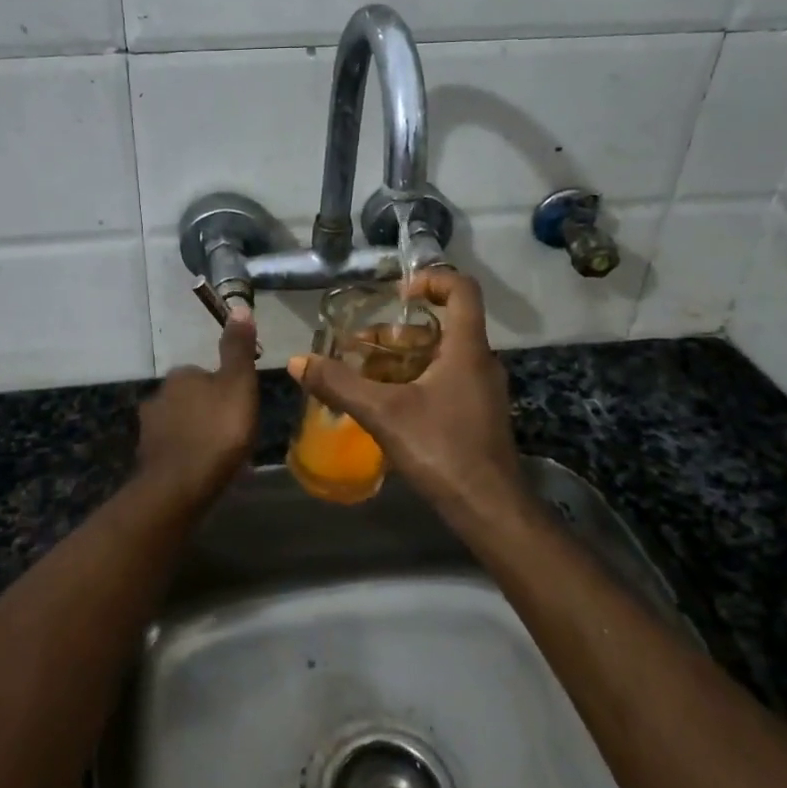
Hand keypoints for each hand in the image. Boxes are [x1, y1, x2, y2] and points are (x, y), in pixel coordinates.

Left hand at [134, 308, 258, 498]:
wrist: (179, 487)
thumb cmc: (217, 431)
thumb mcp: (238, 385)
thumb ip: (238, 349)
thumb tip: (239, 308)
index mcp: (181, 375)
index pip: (204, 373)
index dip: (224, 389)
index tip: (240, 408)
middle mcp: (158, 395)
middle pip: (191, 398)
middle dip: (208, 411)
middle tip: (232, 433)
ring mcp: (149, 428)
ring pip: (180, 424)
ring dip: (196, 433)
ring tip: (220, 455)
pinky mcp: (147, 458)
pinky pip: (173, 449)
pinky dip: (186, 455)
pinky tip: (201, 470)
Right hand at [290, 270, 522, 517]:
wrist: (489, 508)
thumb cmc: (443, 449)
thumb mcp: (383, 413)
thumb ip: (339, 385)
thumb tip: (297, 362)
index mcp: (467, 348)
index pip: (462, 290)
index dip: (431, 279)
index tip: (397, 294)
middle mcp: (479, 361)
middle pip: (442, 326)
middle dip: (398, 331)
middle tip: (361, 345)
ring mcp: (480, 390)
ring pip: (440, 357)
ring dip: (402, 358)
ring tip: (363, 374)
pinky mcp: (476, 414)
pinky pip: (443, 381)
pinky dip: (413, 381)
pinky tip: (383, 403)